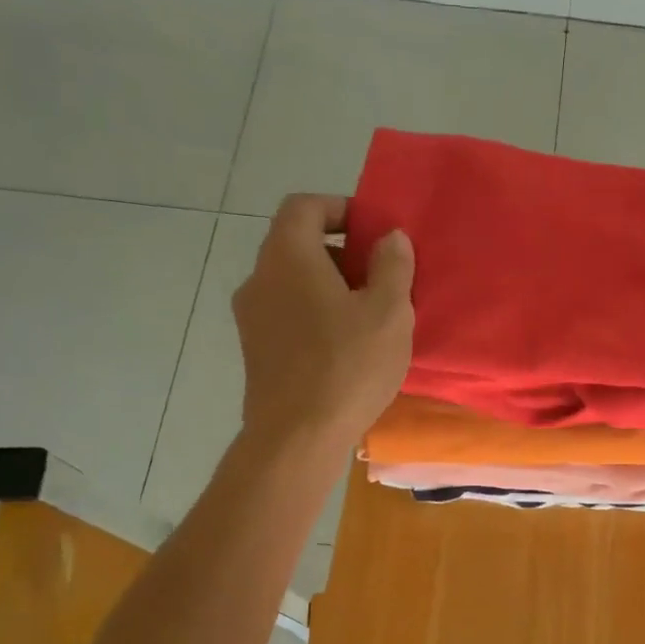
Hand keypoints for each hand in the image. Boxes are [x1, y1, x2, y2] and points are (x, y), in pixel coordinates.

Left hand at [233, 194, 414, 450]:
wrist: (297, 437)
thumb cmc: (347, 367)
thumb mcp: (389, 313)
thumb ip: (392, 267)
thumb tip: (390, 238)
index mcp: (288, 256)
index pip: (304, 206)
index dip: (339, 209)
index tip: (372, 232)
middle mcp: (259, 278)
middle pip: (297, 245)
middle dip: (340, 254)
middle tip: (379, 281)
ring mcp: (251, 318)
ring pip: (292, 285)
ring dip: (328, 290)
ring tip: (366, 320)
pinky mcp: (255, 352)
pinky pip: (287, 317)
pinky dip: (314, 318)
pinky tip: (343, 350)